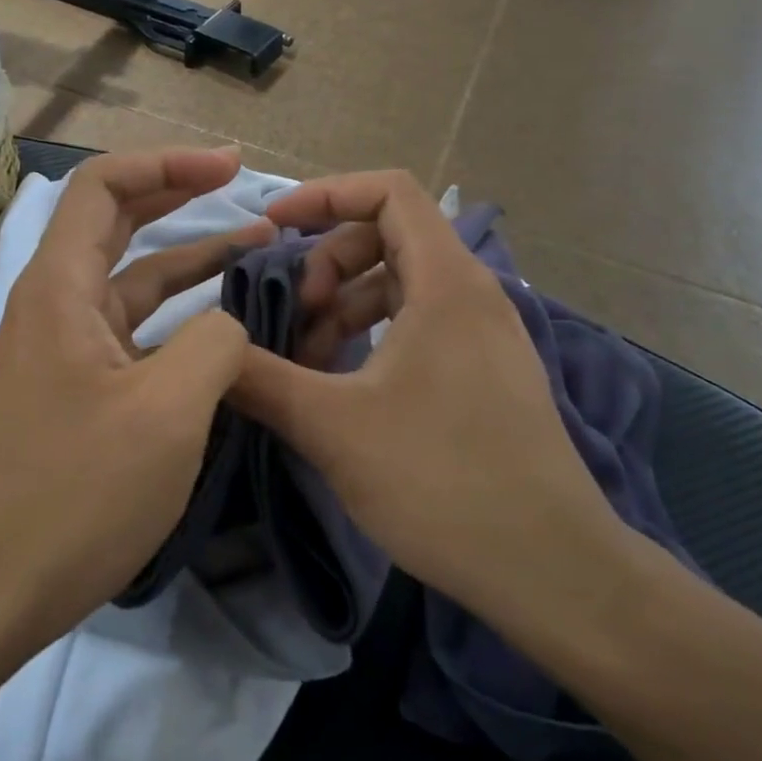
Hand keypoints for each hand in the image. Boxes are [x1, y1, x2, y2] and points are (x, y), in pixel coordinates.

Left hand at [0, 146, 271, 648]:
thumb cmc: (78, 495)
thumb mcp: (168, 412)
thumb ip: (214, 344)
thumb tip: (229, 322)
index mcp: (59, 289)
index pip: (103, 186)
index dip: (167, 163)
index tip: (230, 167)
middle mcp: (54, 303)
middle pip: (116, 221)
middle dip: (181, 195)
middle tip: (248, 189)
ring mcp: (64, 345)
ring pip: (132, 277)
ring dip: (190, 257)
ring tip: (257, 247)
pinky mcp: (78, 384)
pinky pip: (133, 327)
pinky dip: (178, 312)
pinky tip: (221, 323)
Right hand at [230, 171, 629, 639]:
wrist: (551, 569)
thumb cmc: (442, 481)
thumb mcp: (333, 427)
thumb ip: (261, 380)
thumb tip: (210, 351)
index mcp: (445, 282)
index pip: (388, 190)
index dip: (325, 194)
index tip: (274, 227)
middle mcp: (471, 293)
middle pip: (388, 236)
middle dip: (328, 263)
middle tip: (295, 316)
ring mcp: (483, 334)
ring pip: (400, 285)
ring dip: (345, 306)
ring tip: (308, 362)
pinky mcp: (485, 372)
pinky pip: (419, 324)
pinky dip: (373, 336)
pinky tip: (343, 385)